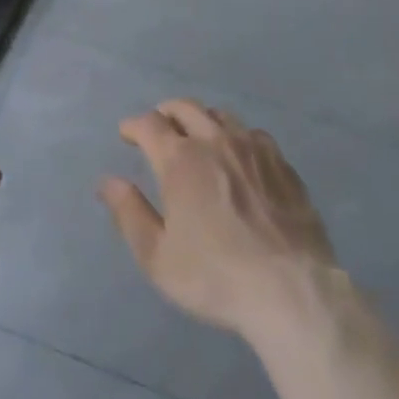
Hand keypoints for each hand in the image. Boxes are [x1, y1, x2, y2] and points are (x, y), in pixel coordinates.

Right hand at [99, 99, 338, 343]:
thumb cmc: (215, 276)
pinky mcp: (282, 164)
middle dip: (166, 113)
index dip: (133, 125)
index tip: (127, 133)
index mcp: (180, 159)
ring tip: (197, 136)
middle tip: (159, 127)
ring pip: (221, 116)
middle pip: (185, 108)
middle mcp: (215, 141)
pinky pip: (254, 134)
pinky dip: (236, 136)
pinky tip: (239, 155)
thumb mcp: (157, 257)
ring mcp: (253, 148)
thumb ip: (130, 214)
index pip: (149, 124)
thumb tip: (108, 182)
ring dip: (201, 120)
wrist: (291, 290)